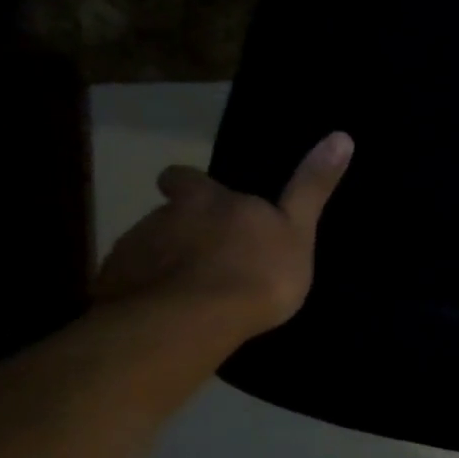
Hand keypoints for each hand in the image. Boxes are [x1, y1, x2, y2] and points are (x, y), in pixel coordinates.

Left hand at [93, 131, 354, 342]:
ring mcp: (133, 252)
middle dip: (181, 231)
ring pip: (149, 251)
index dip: (192, 188)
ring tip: (194, 296)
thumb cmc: (255, 272)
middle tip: (207, 259)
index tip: (202, 202)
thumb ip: (311, 187)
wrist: (193, 321)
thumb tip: (342, 136)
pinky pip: (133, 286)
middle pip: (166, 216)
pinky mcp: (116, 287)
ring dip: (167, 265)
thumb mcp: (297, 230)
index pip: (184, 178)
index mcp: (205, 200)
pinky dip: (149, 295)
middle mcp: (162, 216)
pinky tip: (170, 317)